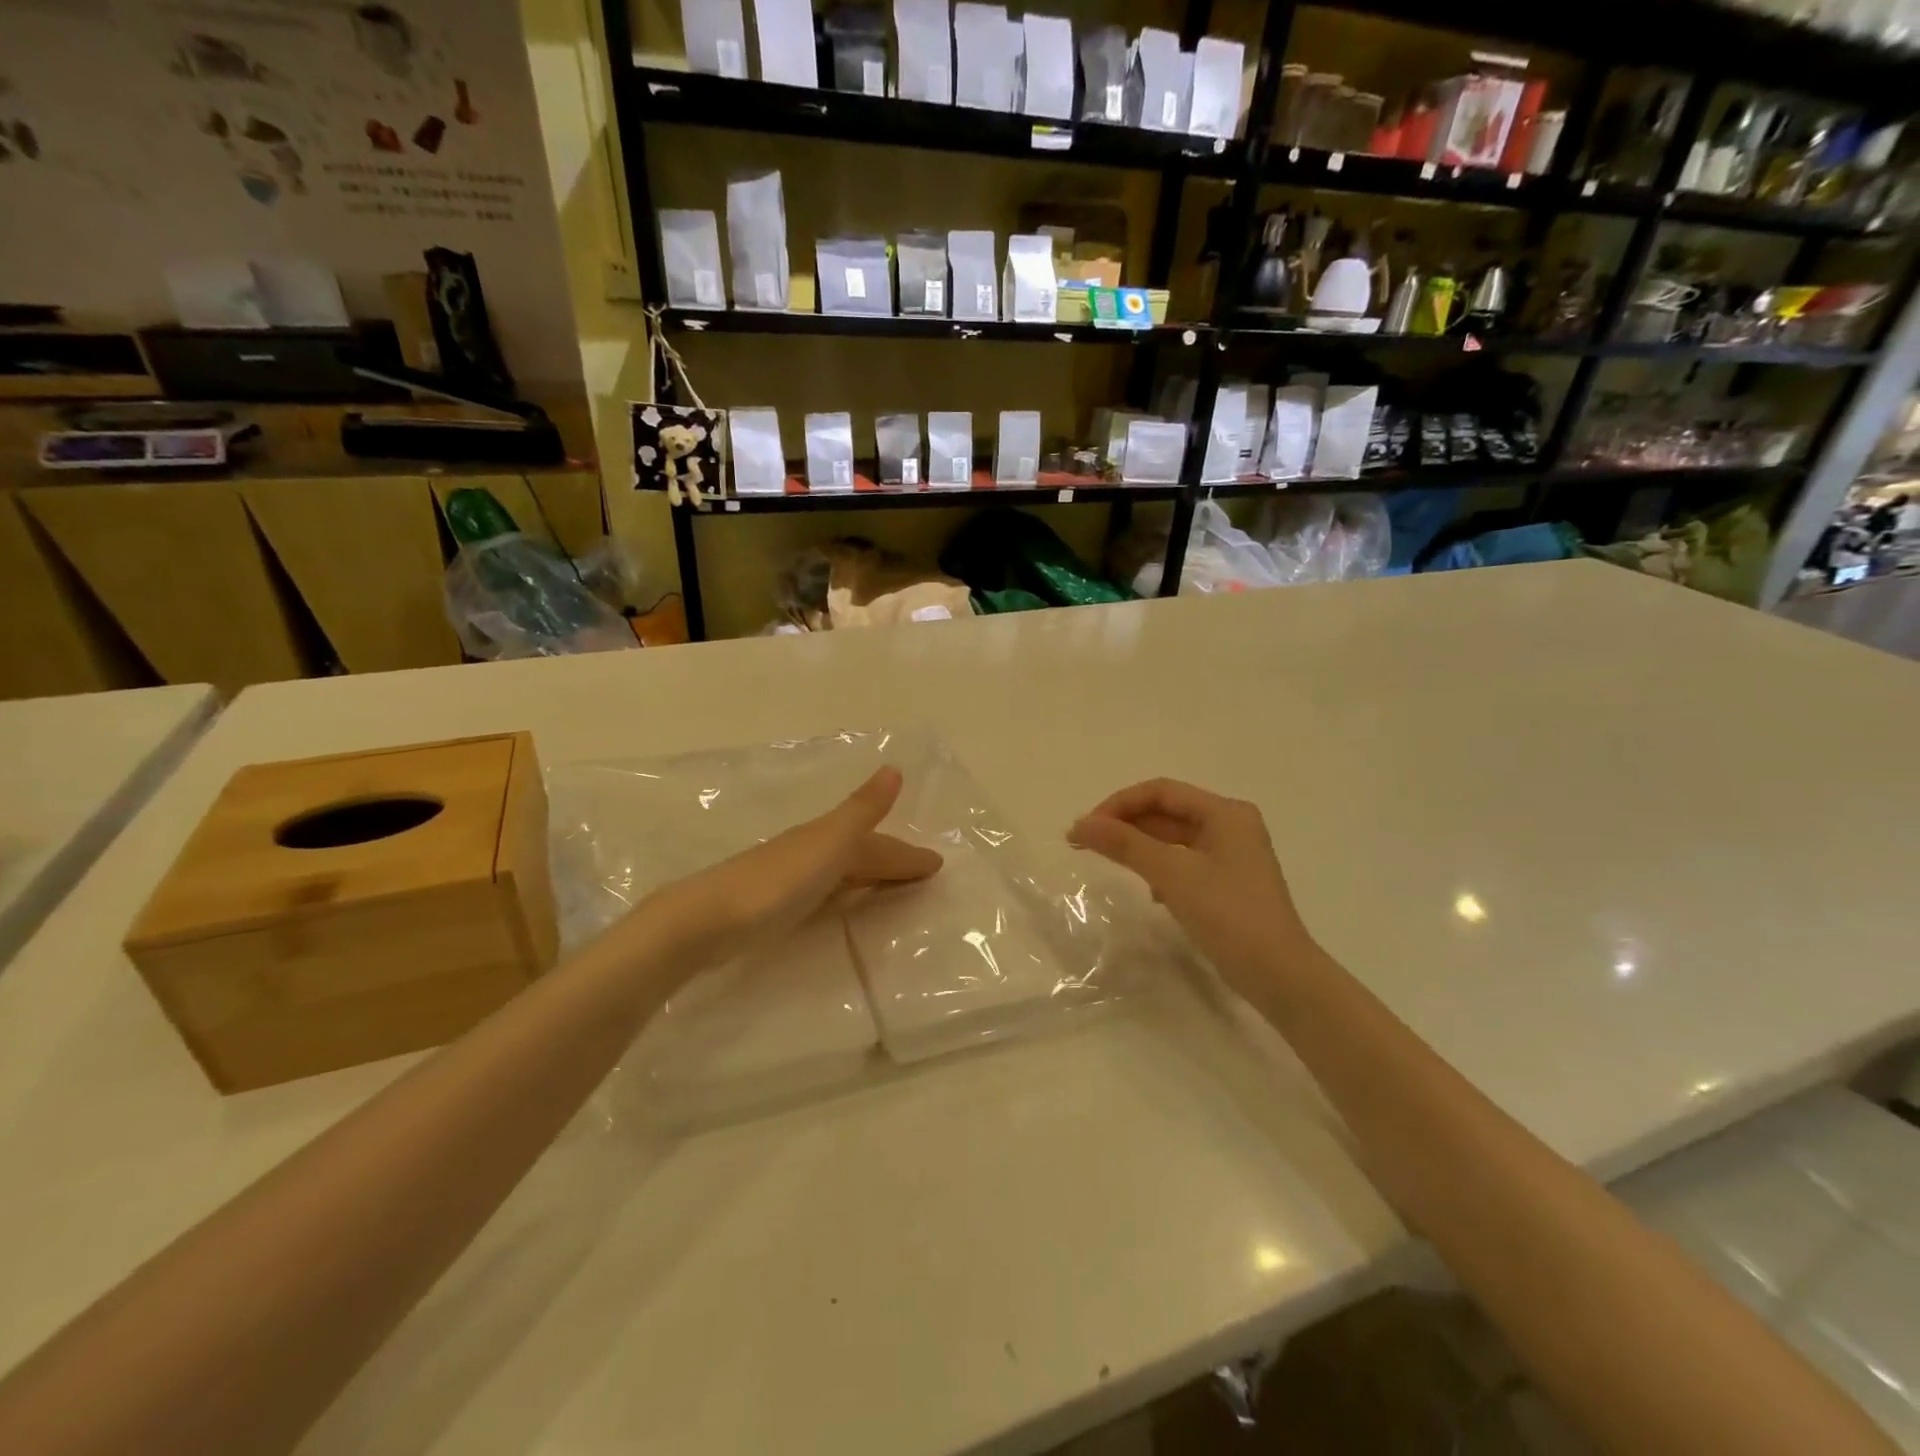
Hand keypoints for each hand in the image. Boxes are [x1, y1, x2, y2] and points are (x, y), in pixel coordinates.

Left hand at [643, 767, 942, 969]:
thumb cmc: (777, 881)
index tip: (937, 865)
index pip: (877, 844)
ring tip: (894, 889)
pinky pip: (826, 893)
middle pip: (860, 855)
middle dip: (892, 861)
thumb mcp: (828, 843)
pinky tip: (843, 904)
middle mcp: (810, 853)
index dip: (906, 853)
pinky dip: (845, 893)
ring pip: (842, 873)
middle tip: (924, 876)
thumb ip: (862, 811)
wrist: (707, 920)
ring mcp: (790, 880)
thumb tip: (894, 768)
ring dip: (870, 877)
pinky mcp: (775, 908)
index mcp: (825, 838)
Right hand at [1069, 779, 1310, 990]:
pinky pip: (1183, 862)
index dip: (1118, 804)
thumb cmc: (1229, 915)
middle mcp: (1230, 826)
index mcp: (1225, 813)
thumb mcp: (1172, 875)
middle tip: (1084, 843)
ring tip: (1106, 860)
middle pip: (1167, 812)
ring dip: (1139, 845)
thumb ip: (1125, 844)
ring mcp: (1231, 855)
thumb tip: (1081, 824)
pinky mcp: (1227, 883)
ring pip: (1173, 838)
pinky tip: (1148, 890)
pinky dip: (1159, 868)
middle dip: (1125, 824)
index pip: (1161, 791)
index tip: (1085, 828)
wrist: (1279, 976)